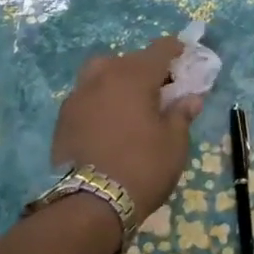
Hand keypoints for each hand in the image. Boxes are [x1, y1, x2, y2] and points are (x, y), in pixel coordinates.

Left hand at [51, 36, 203, 216]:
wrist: (90, 204)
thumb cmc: (143, 167)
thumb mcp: (174, 143)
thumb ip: (181, 114)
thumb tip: (190, 98)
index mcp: (134, 76)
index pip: (159, 50)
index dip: (174, 49)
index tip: (184, 54)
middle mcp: (103, 76)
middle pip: (128, 60)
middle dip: (146, 68)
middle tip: (160, 88)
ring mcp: (78, 96)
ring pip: (101, 74)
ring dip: (118, 80)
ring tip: (130, 102)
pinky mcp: (63, 118)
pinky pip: (87, 96)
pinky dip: (101, 100)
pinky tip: (109, 122)